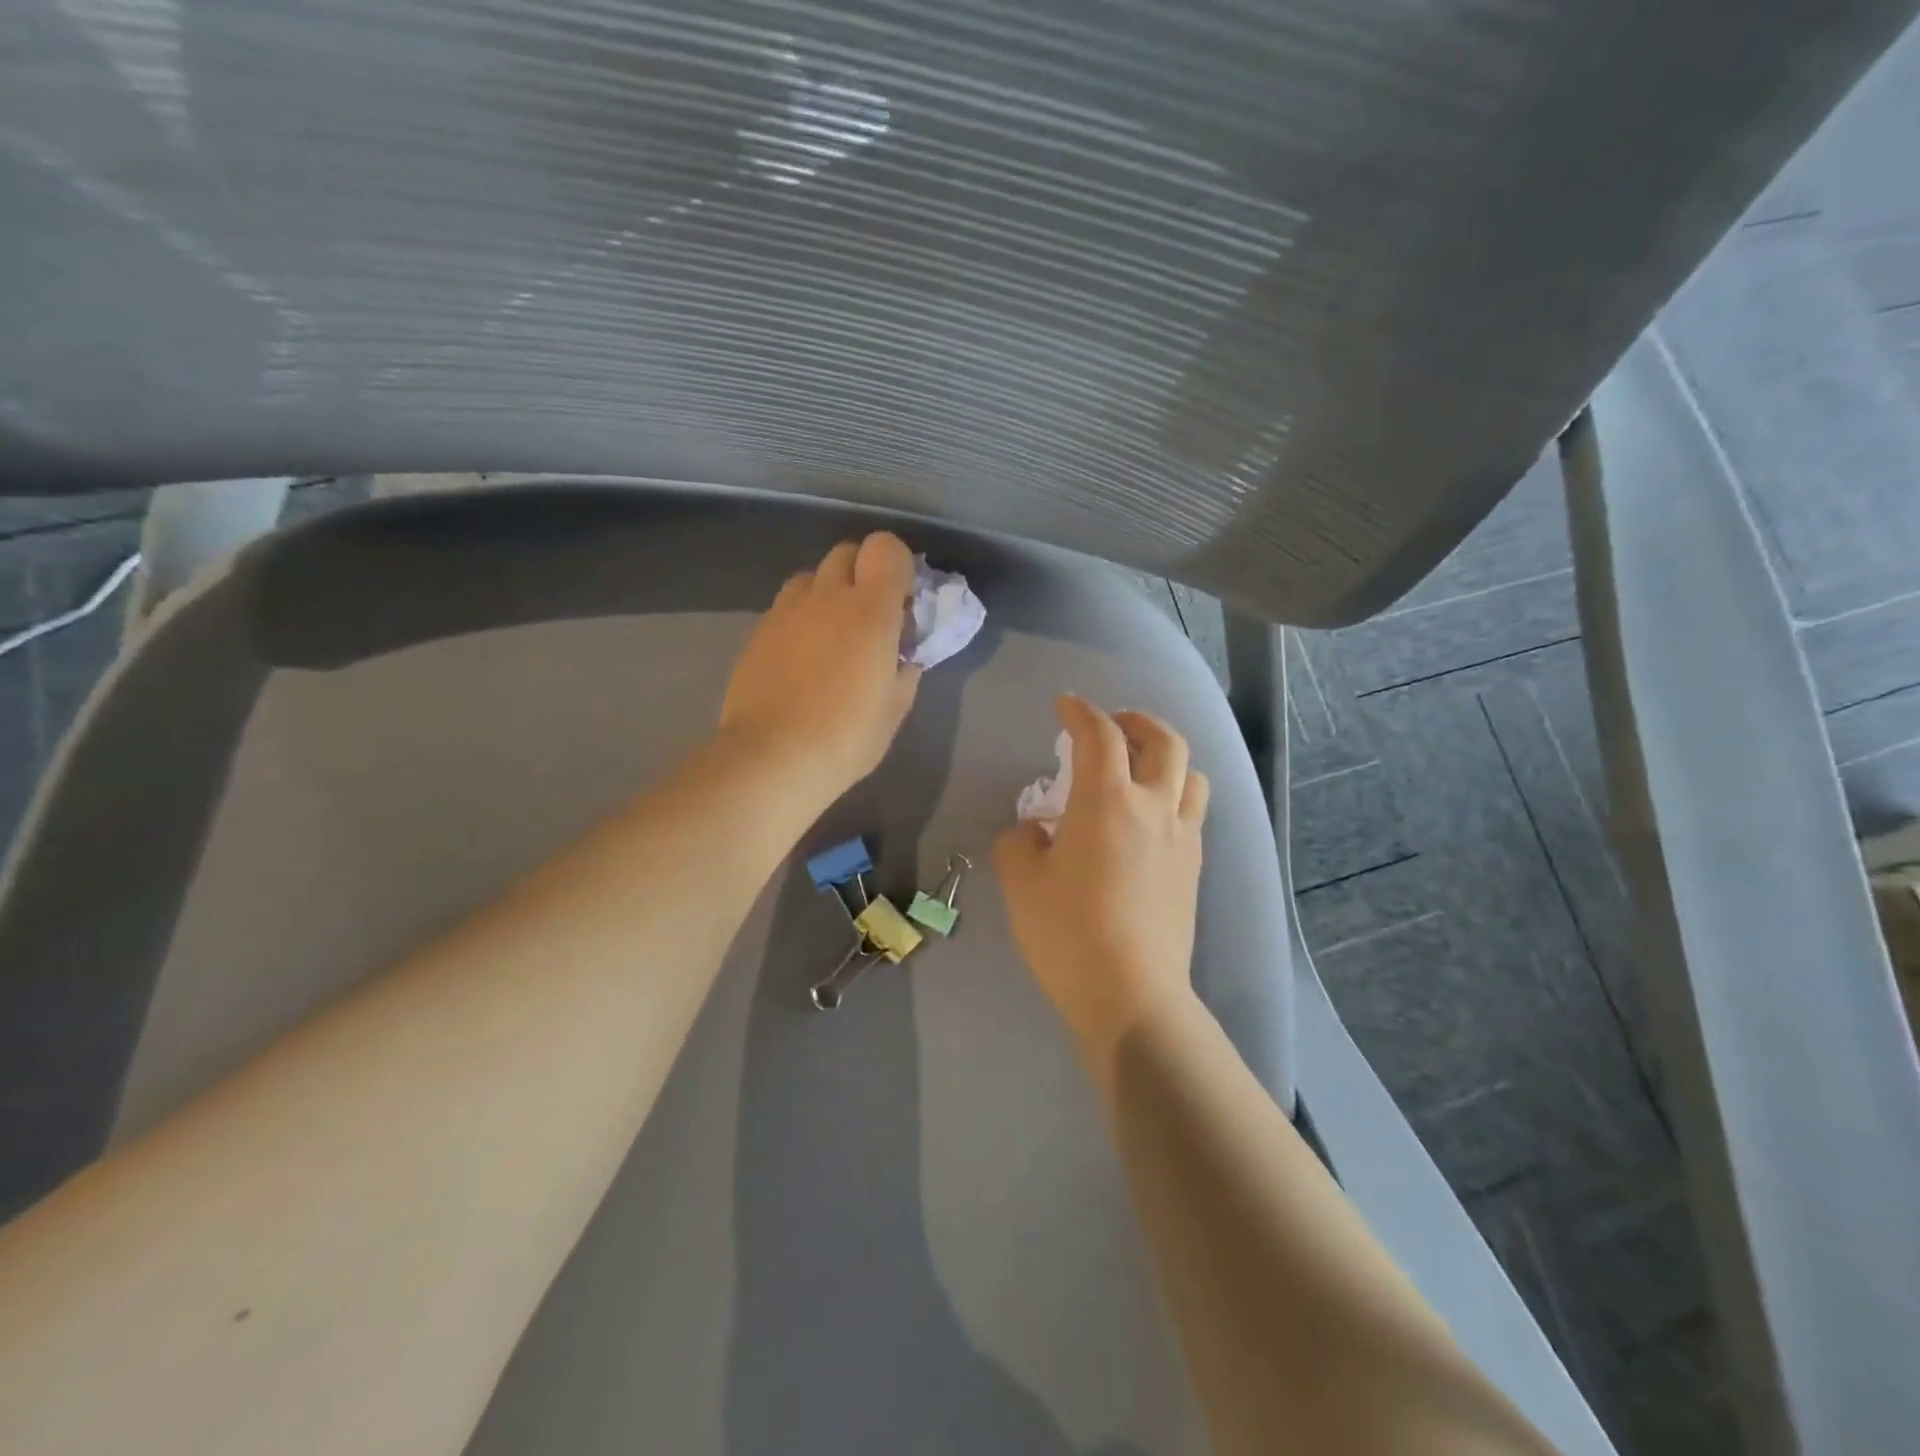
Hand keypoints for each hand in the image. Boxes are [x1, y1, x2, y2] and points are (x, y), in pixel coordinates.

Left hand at [719, 532, 922, 802]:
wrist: (771, 759)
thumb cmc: (846, 738)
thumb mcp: (894, 708)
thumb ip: (905, 668)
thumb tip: (903, 653)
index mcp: (869, 611)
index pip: (886, 548)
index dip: (898, 566)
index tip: (903, 600)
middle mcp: (826, 597)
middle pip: (846, 552)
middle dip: (863, 573)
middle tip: (871, 616)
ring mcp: (786, 611)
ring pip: (812, 576)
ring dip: (829, 593)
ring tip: (833, 635)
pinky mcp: (758, 631)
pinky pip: (787, 606)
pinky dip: (802, 618)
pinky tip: (803, 658)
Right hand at [994, 696, 1209, 1070]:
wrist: (1131, 994)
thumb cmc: (1068, 933)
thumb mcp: (1021, 883)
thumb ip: (1020, 842)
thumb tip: (1037, 831)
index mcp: (1107, 801)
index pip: (1099, 736)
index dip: (1081, 712)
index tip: (1065, 706)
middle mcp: (1154, 808)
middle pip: (1165, 741)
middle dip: (1138, 722)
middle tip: (1116, 724)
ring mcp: (1182, 839)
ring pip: (1192, 775)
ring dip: (1167, 759)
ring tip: (1142, 770)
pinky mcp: (1195, 870)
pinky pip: (1193, 814)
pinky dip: (1175, 797)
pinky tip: (1151, 821)